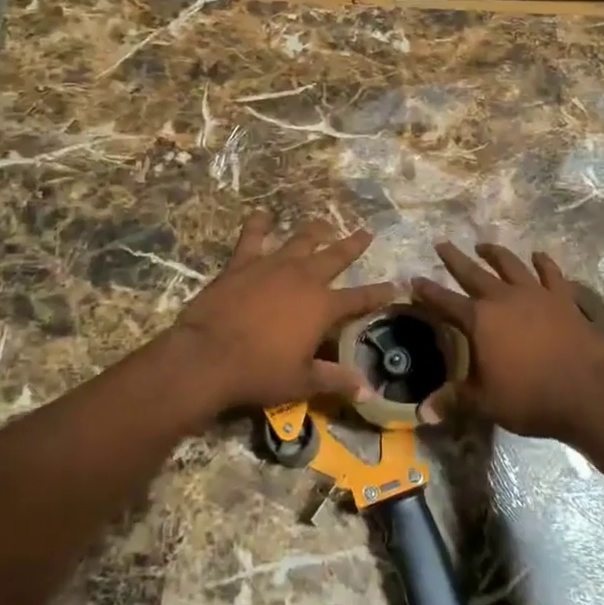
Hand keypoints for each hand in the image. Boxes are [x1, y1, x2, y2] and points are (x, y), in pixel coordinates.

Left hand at [169, 211, 394, 416]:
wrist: (209, 355)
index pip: (360, 298)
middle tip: (366, 233)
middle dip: (353, 245)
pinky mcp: (243, 262)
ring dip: (315, 231)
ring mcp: (273, 265)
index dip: (379, 293)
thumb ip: (335, 379)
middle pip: (336, 256)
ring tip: (324, 224)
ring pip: (301, 240)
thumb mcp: (302, 381)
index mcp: (323, 306)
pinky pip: (253, 236)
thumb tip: (367, 389)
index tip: (395, 285)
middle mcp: (304, 278)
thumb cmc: (259, 371)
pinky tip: (262, 215)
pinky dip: (258, 224)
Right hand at [413, 243, 603, 441]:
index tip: (414, 280)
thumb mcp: (485, 403)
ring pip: (510, 265)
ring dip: (495, 253)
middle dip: (454, 259)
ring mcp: (536, 294)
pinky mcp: (563, 298)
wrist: (587, 393)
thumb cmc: (530, 398)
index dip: (427, 292)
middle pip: (473, 273)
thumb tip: (422, 412)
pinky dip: (543, 263)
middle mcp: (503, 298)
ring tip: (484, 245)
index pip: (445, 302)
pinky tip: (538, 255)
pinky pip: (551, 274)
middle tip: (442, 244)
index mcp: (479, 320)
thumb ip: (453, 400)